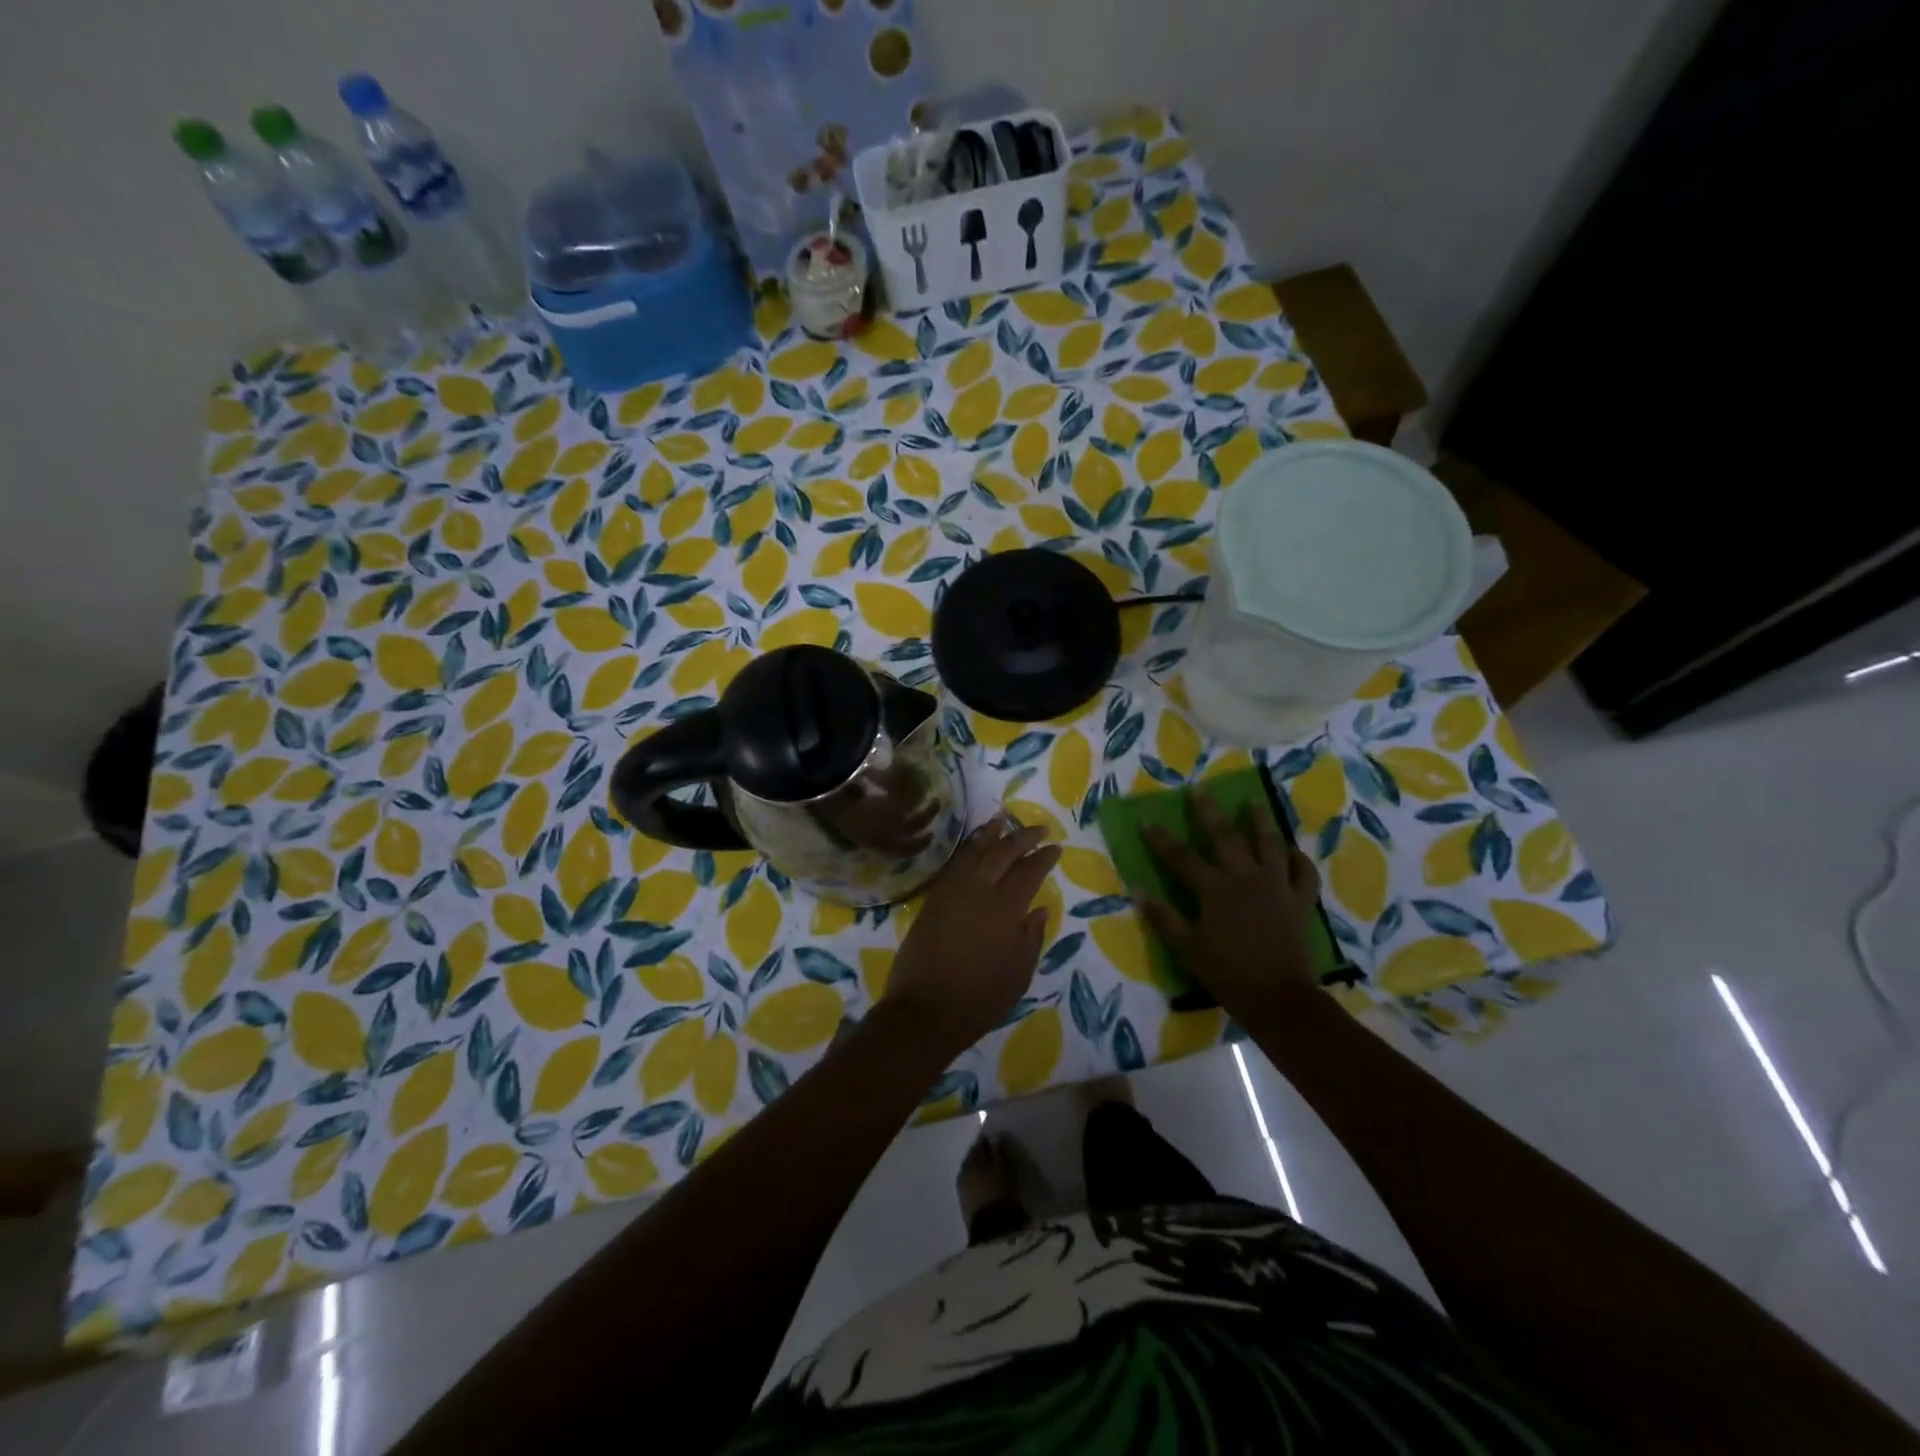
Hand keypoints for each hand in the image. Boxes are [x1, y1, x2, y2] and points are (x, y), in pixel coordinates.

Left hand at [884, 817, 1060, 1053]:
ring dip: (990, 833)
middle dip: (1023, 837)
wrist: (926, 1010)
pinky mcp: (933, 899)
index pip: (1029, 872)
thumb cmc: (980, 999)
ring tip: (1002, 819)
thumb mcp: (1019, 974)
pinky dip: (967, 850)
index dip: (1044, 857)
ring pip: (974, 851)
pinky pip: (954, 864)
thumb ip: (1031, 937)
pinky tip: (973, 846)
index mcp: (1005, 909)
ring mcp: (952, 892)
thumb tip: (1038, 908)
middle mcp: (979, 891)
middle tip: (1039, 829)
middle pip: (1003, 852)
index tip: (1056, 846)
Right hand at [1140, 790, 1321, 1017]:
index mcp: (1215, 889)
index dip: (1162, 840)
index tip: (1148, 821)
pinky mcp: (1299, 901)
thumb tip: (1136, 890)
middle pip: (1226, 836)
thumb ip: (1163, 918)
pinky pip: (1303, 874)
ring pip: (1269, 844)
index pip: (1181, 858)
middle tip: (1200, 789)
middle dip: (1209, 812)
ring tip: (1253, 802)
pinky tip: (1293, 852)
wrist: (1278, 997)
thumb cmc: (1227, 973)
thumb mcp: (1187, 948)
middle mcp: (1245, 878)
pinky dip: (1299, 861)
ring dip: (1260, 821)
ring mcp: (1276, 886)